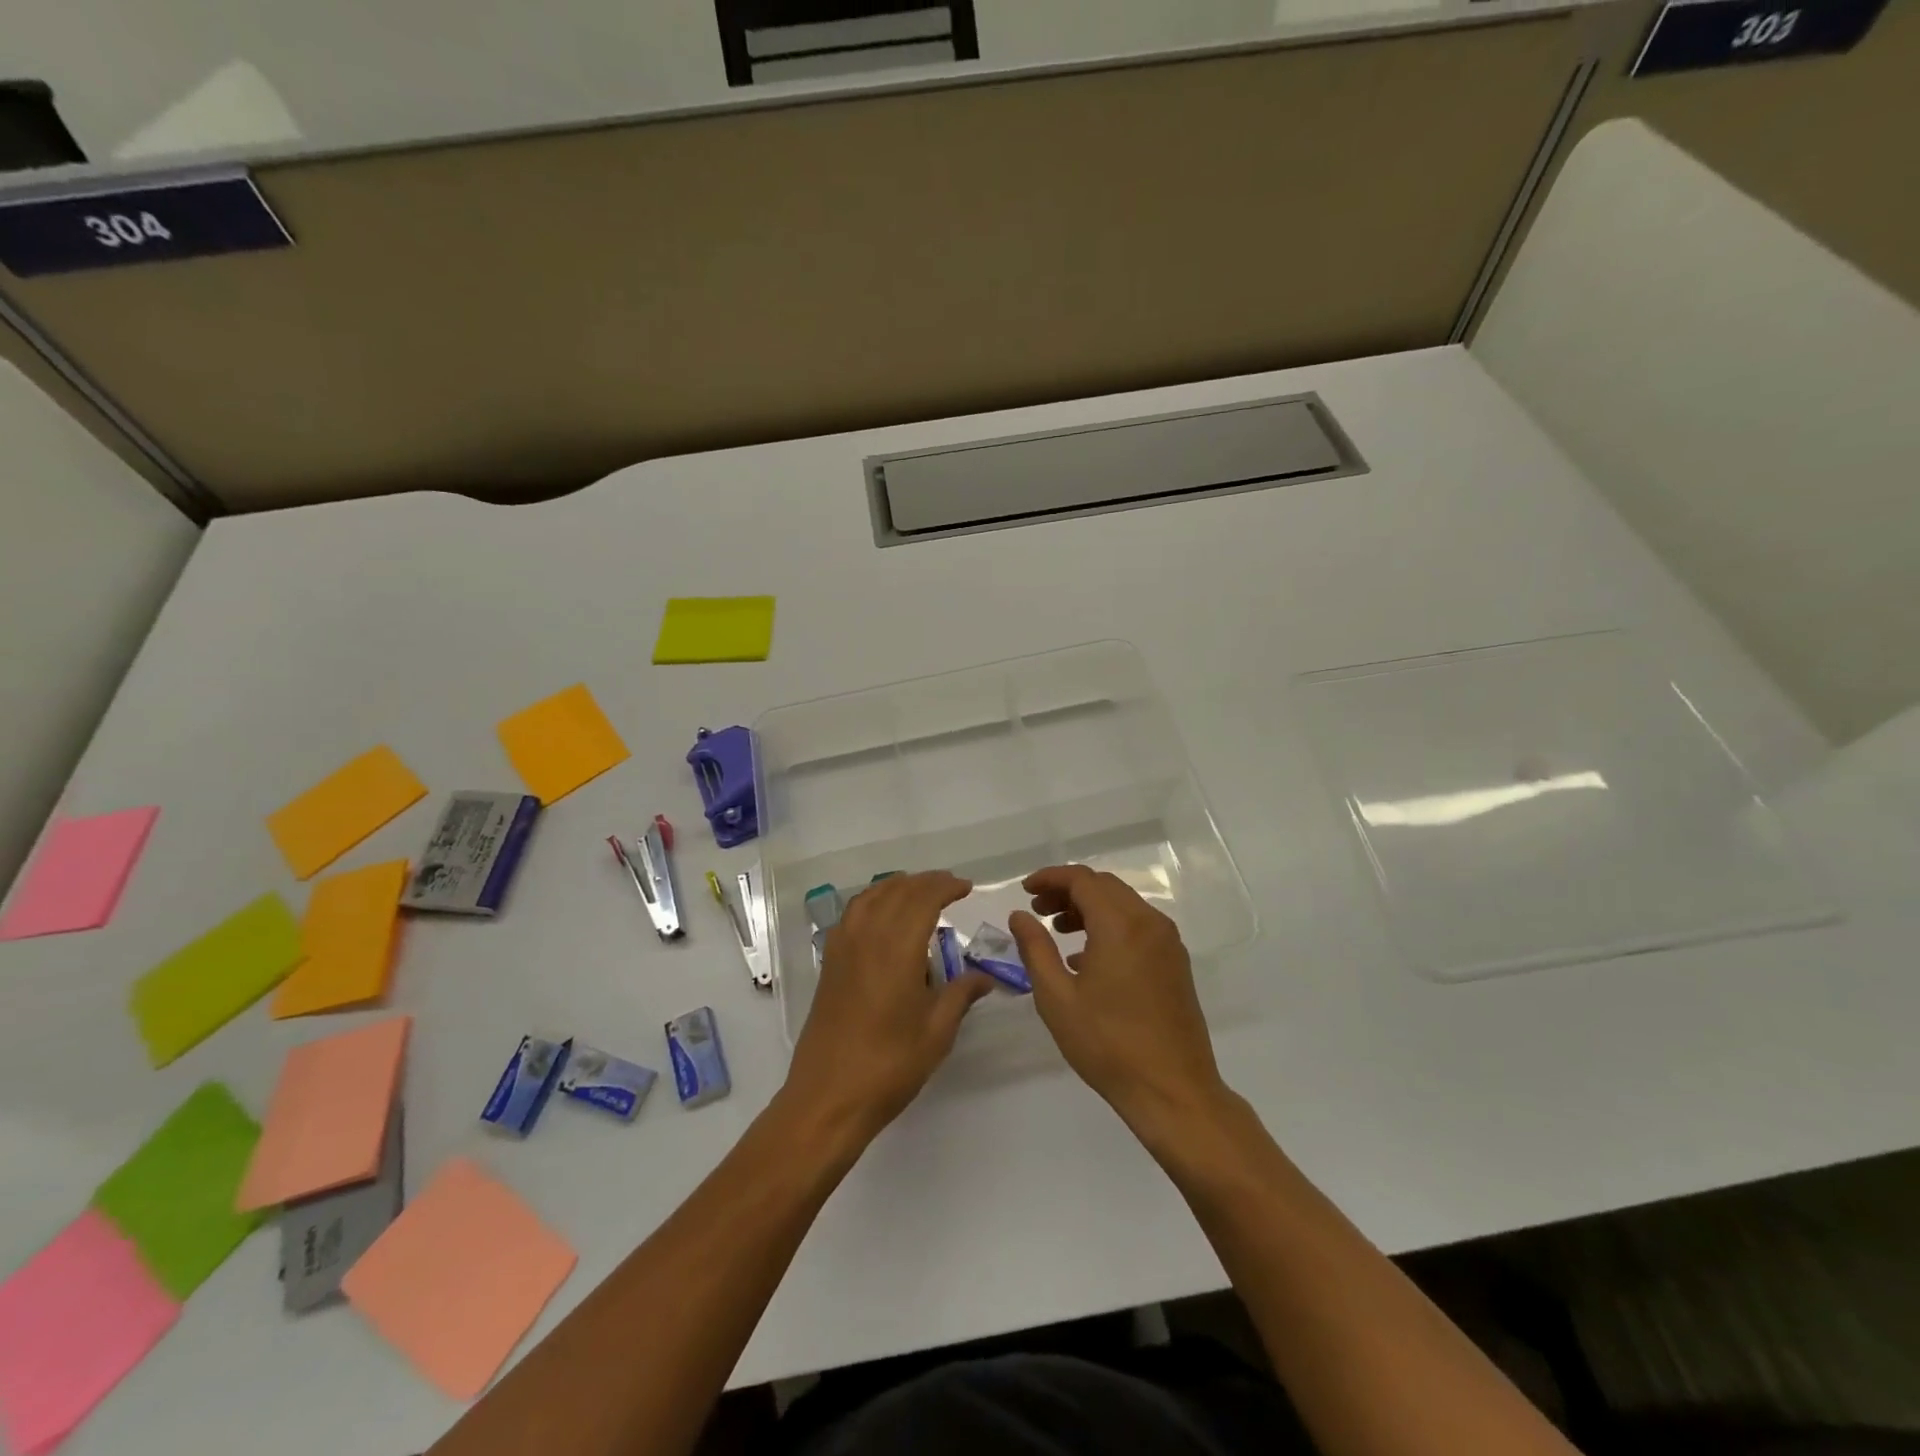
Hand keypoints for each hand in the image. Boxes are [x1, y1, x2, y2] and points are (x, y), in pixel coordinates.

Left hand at [782, 871, 993, 1142]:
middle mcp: (867, 937)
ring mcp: (843, 948)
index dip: (946, 887)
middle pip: (896, 891)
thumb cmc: (889, 1066)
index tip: (966, 888)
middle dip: (925, 883)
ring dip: (897, 887)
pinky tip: (883, 918)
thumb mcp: (937, 1032)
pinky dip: (872, 901)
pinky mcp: (829, 963)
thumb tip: (985, 977)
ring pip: (870, 897)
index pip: (923, 898)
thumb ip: (961, 995)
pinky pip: (852, 914)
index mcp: (897, 949)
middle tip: (949, 888)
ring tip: (918, 894)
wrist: (828, 1098)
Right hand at [1011, 866, 1226, 1133]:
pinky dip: (1110, 926)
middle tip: (1038, 911)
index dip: (1050, 878)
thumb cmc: (1108, 1044)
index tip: (1025, 890)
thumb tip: (1020, 916)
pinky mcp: (1175, 963)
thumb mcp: (1057, 997)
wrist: (1173, 1091)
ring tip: (1058, 931)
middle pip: (1104, 887)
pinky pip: (1138, 926)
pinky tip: (1087, 958)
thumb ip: (1035, 949)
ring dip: (1089, 908)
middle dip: (1068, 891)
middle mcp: (1149, 923)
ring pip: (1123, 905)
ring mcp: (1168, 943)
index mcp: (1120, 925)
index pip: (1082, 880)